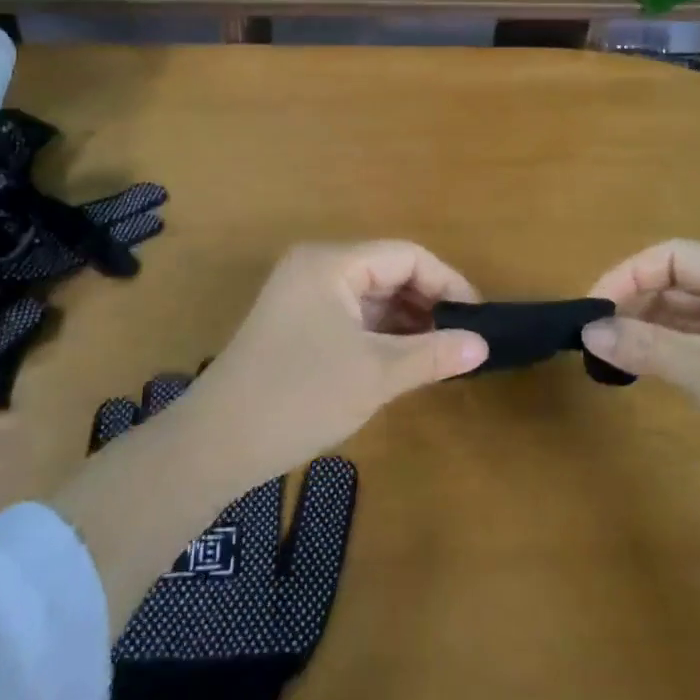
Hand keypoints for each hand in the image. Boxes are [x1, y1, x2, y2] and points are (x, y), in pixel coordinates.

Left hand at [166, 242, 488, 489]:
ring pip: (369, 296)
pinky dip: (379, 334)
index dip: (447, 282)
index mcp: (331, 263)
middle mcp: (315, 268)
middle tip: (461, 341)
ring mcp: (300, 295)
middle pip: (387, 272)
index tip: (478, 318)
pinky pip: (349, 316)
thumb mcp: (376, 375)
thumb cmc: (300, 397)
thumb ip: (433, 354)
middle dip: (427, 303)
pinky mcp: (293, 323)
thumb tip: (483, 345)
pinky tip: (402, 361)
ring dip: (405, 321)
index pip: (406, 256)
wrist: (216, 444)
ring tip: (439, 354)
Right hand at [581, 240, 699, 514]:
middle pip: (679, 282)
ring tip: (604, 349)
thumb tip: (587, 331)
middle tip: (593, 332)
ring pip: (682, 313)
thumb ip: (648, 348)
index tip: (593, 306)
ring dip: (643, 327)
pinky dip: (660, 349)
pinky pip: (691, 341)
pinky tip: (632, 363)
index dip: (631, 274)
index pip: (680, 257)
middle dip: (634, 302)